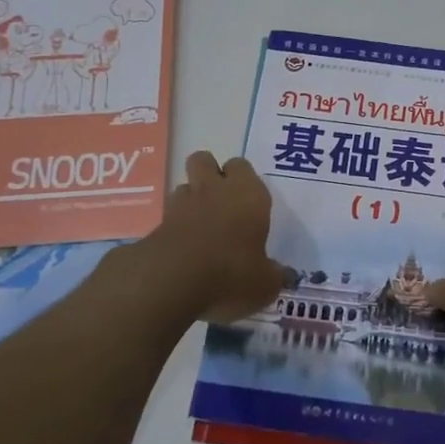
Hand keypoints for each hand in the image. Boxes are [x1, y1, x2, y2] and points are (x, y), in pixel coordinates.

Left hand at [144, 152, 286, 323]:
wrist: (173, 280)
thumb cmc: (231, 273)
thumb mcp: (264, 283)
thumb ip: (275, 276)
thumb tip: (285, 276)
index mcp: (248, 193)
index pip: (243, 166)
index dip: (243, 179)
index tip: (248, 202)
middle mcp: (214, 189)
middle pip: (205, 159)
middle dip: (210, 173)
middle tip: (221, 201)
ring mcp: (183, 203)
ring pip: (184, 184)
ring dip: (191, 198)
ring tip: (200, 224)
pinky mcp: (158, 223)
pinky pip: (168, 214)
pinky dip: (175, 225)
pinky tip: (183, 247)